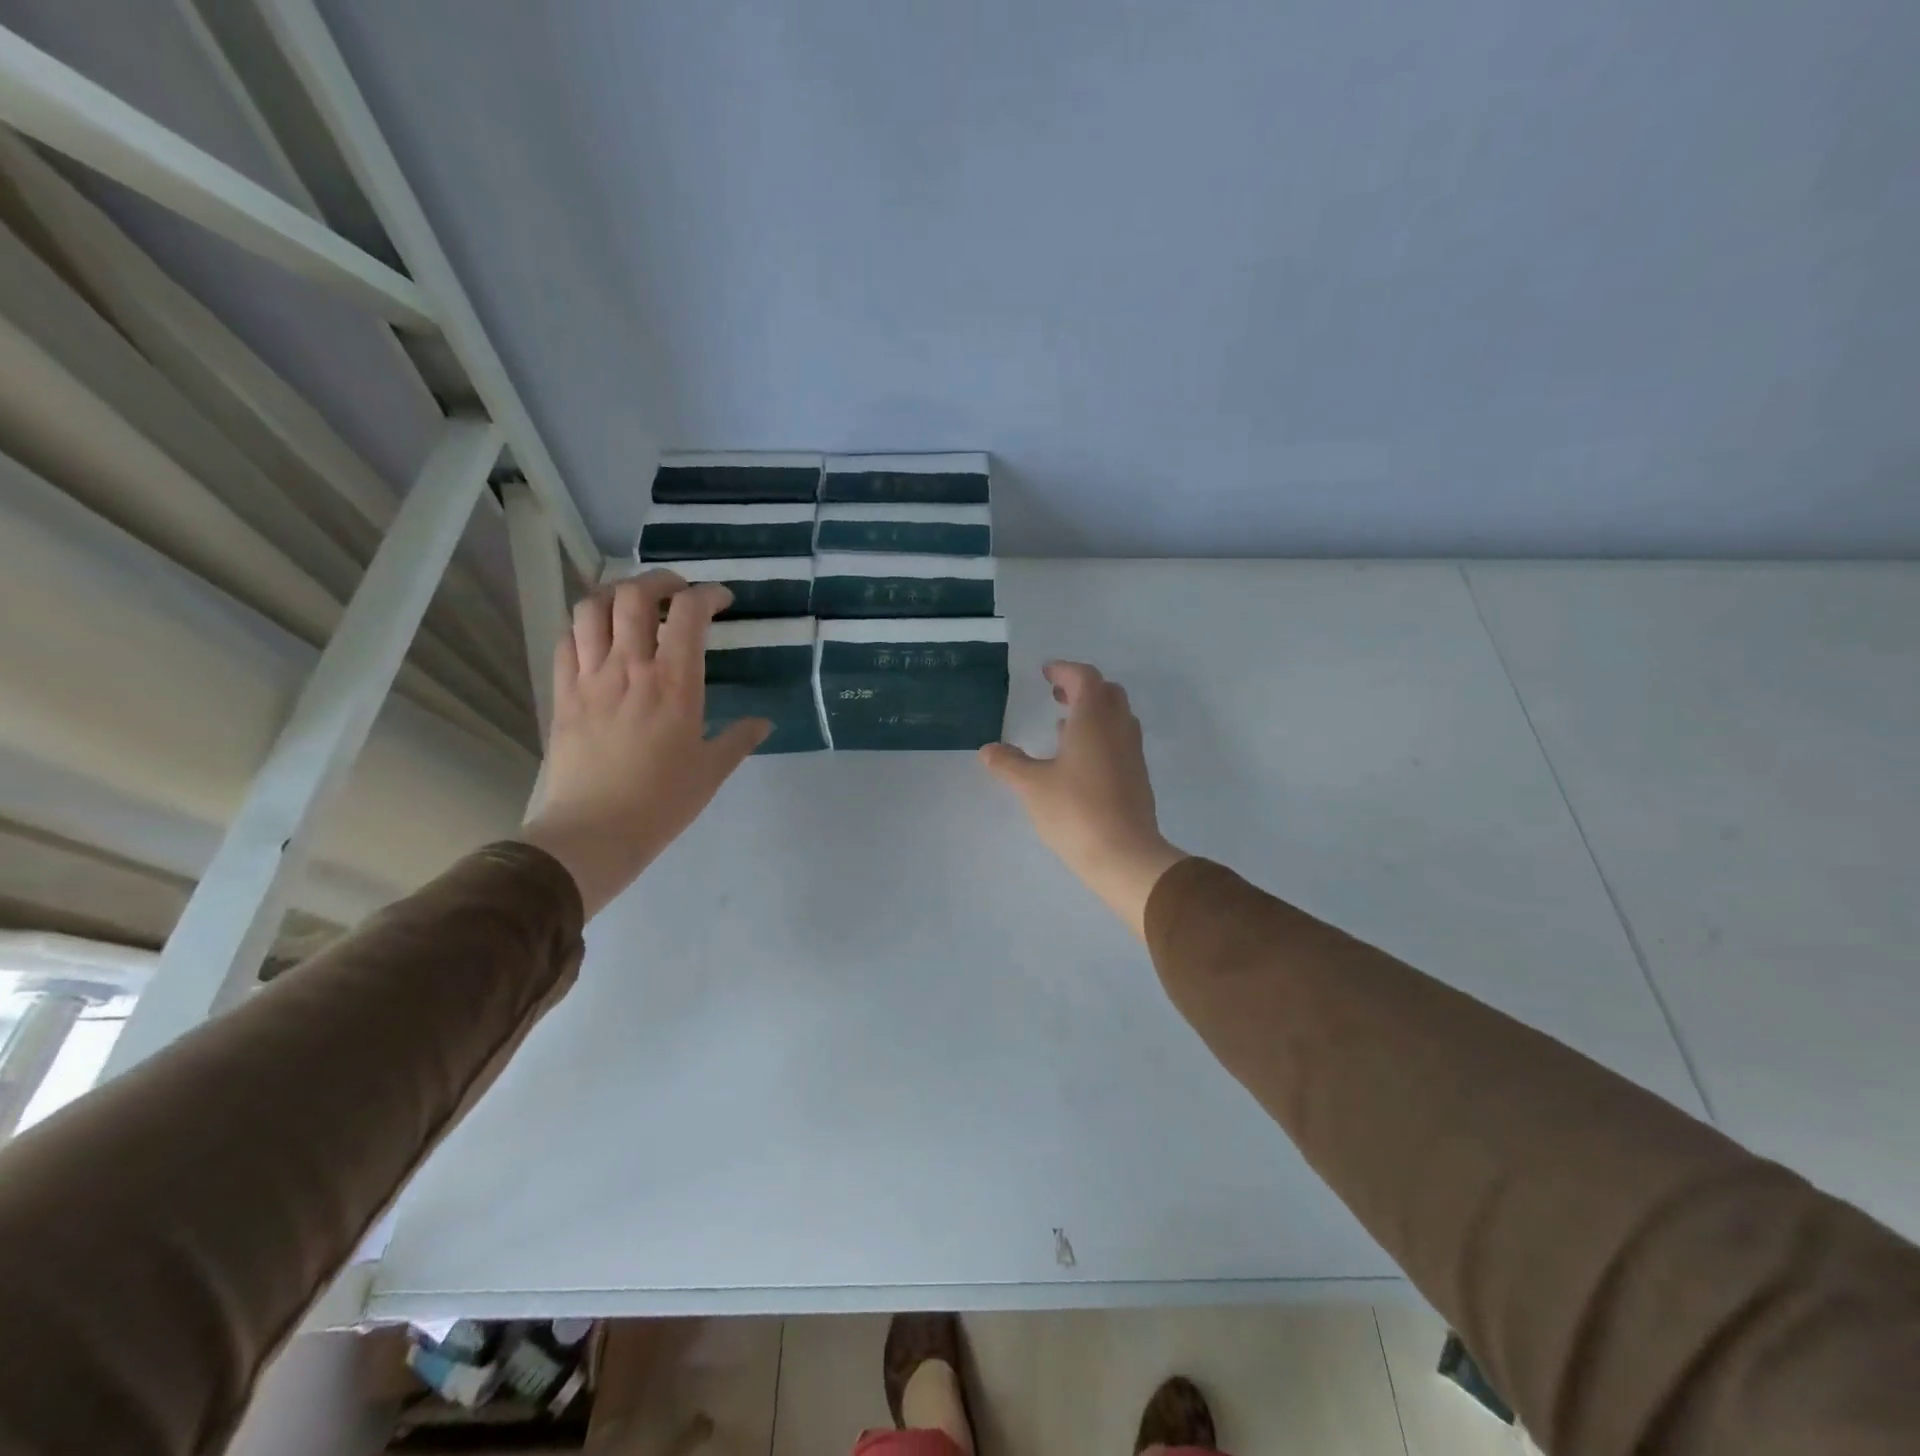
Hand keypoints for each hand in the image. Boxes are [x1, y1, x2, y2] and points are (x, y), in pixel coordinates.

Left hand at [519, 571, 769, 917]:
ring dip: (615, 593)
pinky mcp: (563, 694)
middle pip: (635, 595)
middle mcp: (630, 668)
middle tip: (678, 590)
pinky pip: (566, 640)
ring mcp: (590, 678)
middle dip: (660, 580)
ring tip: (633, 602)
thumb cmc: (662, 802)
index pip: (688, 613)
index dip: (708, 594)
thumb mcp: (711, 771)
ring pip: (592, 608)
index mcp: (675, 684)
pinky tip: (598, 636)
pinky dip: (584, 625)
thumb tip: (762, 723)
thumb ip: (739, 739)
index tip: (722, 600)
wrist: (594, 832)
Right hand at [980, 662, 1187, 938]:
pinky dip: (1100, 736)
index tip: (1045, 673)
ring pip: (1117, 717)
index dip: (1064, 671)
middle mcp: (1118, 728)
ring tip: (1063, 726)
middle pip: (1107, 692)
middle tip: (1056, 695)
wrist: (1124, 854)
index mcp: (1093, 718)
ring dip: (1093, 712)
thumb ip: (1009, 764)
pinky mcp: (1137, 776)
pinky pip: (1120, 740)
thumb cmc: (1074, 810)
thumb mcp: (1031, 786)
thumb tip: (987, 750)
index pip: (1084, 678)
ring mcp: (1132, 752)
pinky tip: (1078, 760)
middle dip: (1081, 688)